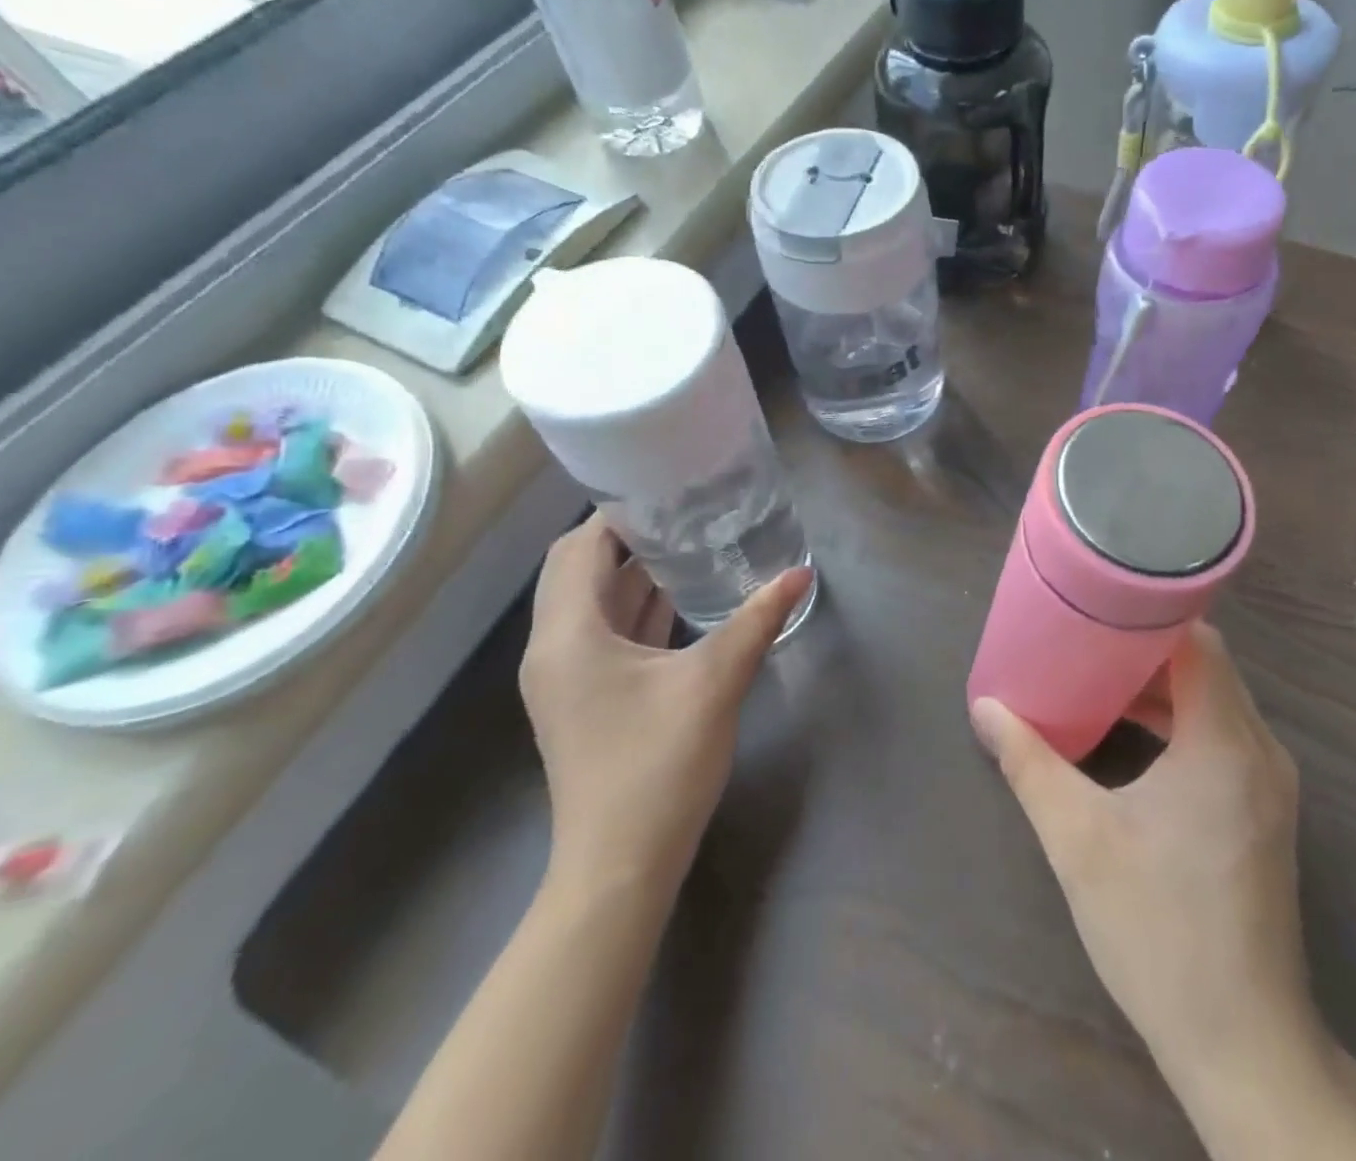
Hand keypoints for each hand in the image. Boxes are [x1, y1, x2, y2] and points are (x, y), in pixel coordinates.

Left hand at [521, 514, 812, 908]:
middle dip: (627, 538)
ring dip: (632, 574)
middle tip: (683, 512)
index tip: (668, 489)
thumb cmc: (658, 765)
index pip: (581, 547)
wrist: (620, 866)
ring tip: (689, 543)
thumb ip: (757, 620)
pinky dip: (636, 609)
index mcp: (568, 634)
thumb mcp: (715, 683)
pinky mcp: (584, 699)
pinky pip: (604, 634)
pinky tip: (681, 599)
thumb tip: (801, 572)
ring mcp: (565, 677)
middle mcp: (554, 648)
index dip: (619, 513)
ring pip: (592, 603)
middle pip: (579, 570)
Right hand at [970, 623, 1319, 1089]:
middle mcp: (1260, 752)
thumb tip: (986, 708)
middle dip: (1145, 649)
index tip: (1098, 603)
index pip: (1199, 642)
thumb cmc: (1158, 929)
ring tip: (1096, 682)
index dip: (1149, 615)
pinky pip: (1221, 738)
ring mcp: (1269, 785)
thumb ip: (1030, 764)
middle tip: (1084, 639)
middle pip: (1206, 667)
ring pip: (1215, 703)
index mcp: (1225, 744)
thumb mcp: (1078, 839)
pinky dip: (1178, 723)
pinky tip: (1131, 738)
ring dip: (1160, 689)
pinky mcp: (1263, 813)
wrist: (1242, 1043)